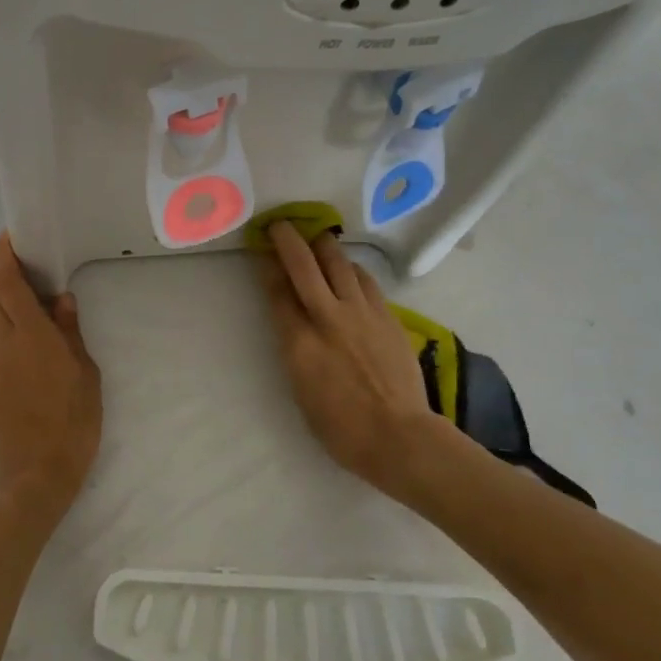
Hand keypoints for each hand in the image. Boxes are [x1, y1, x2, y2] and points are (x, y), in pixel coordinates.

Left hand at [0, 233, 102, 524]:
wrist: (33, 475)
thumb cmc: (71, 425)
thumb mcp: (85, 376)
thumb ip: (70, 332)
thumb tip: (60, 299)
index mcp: (29, 336)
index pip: (4, 281)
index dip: (2, 253)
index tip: (12, 237)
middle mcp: (0, 341)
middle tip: (22, 265)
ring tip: (14, 294)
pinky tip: (13, 327)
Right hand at [255, 223, 438, 502]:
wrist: (399, 436)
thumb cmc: (341, 428)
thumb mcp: (301, 390)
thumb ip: (294, 348)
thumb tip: (292, 321)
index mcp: (298, 342)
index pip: (276, 291)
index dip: (266, 267)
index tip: (261, 251)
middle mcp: (327, 317)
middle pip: (304, 265)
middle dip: (288, 240)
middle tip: (281, 224)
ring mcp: (361, 313)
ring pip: (339, 264)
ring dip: (323, 246)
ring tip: (317, 238)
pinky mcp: (387, 316)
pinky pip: (365, 280)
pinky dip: (351, 268)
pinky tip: (349, 268)